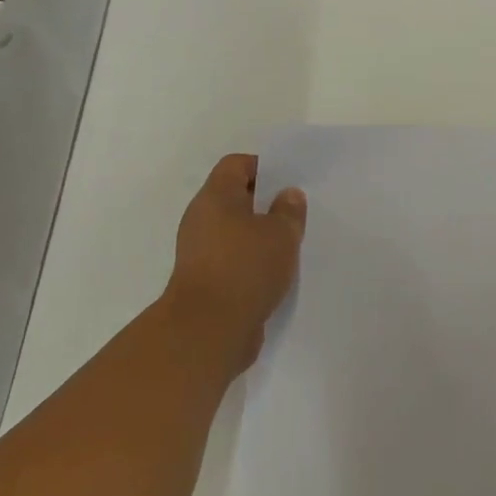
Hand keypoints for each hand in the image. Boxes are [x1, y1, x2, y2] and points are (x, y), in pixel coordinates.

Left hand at [160, 153, 306, 374]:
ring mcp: (200, 252)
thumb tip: (288, 194)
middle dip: (265, 203)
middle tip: (295, 213)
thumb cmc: (245, 268)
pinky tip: (276, 272)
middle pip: (235, 198)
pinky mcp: (205, 281)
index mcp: (215, 197)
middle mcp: (201, 219)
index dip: (264, 167)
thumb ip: (288, 210)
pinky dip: (252, 261)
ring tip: (291, 244)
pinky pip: (233, 259)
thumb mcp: (281, 234)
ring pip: (235, 231)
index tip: (290, 181)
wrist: (208, 331)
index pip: (236, 164)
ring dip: (260, 236)